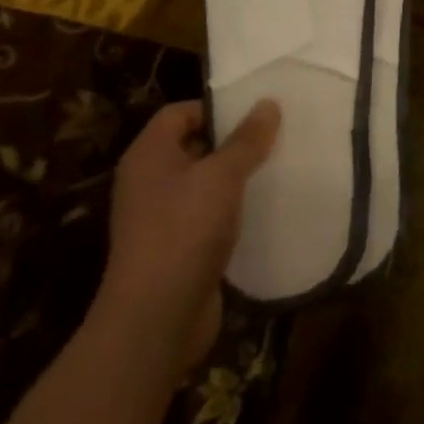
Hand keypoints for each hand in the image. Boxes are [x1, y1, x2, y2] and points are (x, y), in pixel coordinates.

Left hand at [94, 98, 280, 367]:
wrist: (155, 320)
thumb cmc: (184, 231)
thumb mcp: (223, 175)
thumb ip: (247, 139)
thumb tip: (268, 103)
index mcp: (149, 155)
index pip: (180, 113)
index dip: (215, 108)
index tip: (255, 114)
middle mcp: (149, 182)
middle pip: (194, 146)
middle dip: (232, 142)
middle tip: (273, 138)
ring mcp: (160, 218)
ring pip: (204, 183)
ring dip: (236, 178)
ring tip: (275, 170)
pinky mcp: (176, 249)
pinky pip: (207, 216)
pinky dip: (232, 211)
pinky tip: (263, 210)